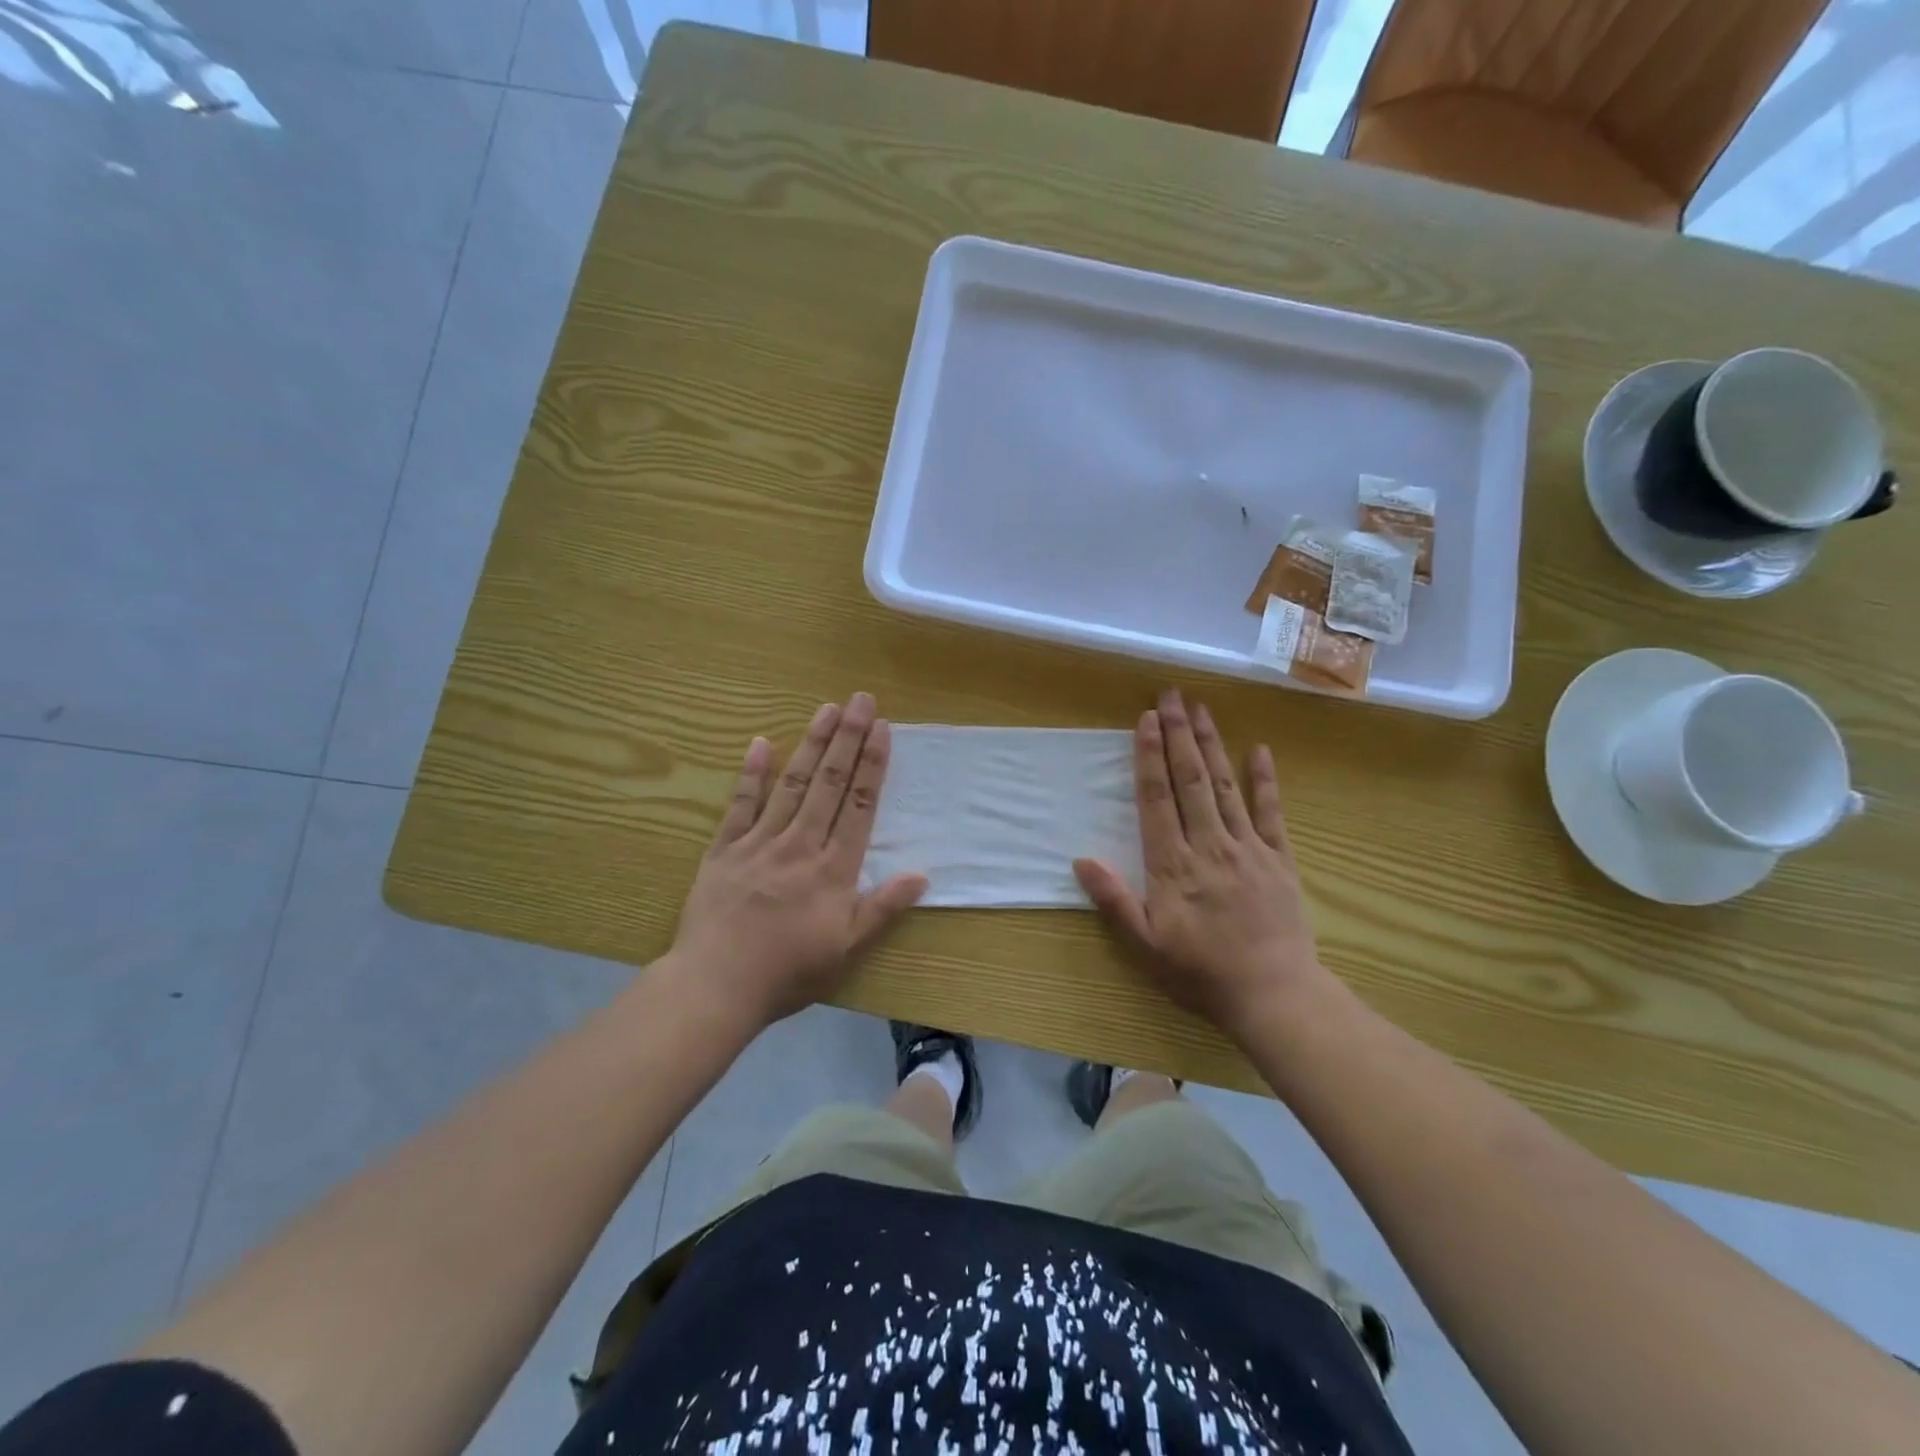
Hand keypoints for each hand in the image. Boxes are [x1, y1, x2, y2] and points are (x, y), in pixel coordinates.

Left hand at [668, 693, 926, 1028]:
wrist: (716, 985)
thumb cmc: (788, 971)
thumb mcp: (846, 949)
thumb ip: (882, 908)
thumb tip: (921, 875)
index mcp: (833, 868)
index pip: (858, 805)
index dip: (871, 764)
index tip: (881, 729)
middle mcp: (800, 844)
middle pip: (829, 783)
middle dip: (847, 739)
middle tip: (860, 700)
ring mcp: (759, 842)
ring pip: (791, 784)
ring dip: (810, 744)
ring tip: (825, 709)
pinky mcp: (724, 849)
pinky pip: (740, 804)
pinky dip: (751, 773)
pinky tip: (760, 743)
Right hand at [1074, 689, 1331, 1034]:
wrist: (1274, 994)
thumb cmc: (1201, 972)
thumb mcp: (1146, 945)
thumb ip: (1114, 900)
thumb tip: (1081, 860)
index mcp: (1173, 864)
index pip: (1157, 798)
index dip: (1149, 756)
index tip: (1146, 720)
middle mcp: (1209, 845)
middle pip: (1190, 780)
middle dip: (1179, 735)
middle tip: (1171, 696)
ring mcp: (1248, 848)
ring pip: (1225, 786)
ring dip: (1212, 745)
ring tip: (1202, 710)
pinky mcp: (1279, 859)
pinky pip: (1271, 812)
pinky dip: (1264, 780)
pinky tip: (1259, 750)